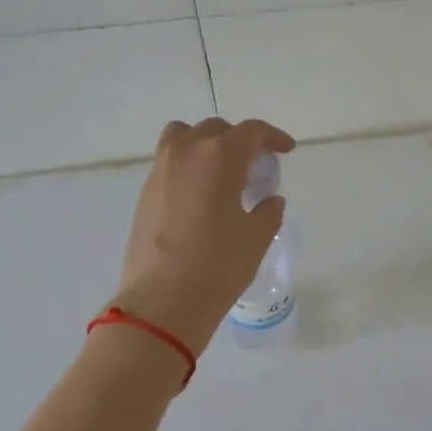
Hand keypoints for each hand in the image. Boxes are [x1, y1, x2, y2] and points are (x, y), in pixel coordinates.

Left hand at [114, 118, 295, 354]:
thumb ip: (268, 212)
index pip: (251, 132)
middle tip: (255, 166)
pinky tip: (201, 196)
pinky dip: (189, 166)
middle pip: (216, 130)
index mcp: (219, 157)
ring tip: (221, 172)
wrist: (163, 300)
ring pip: (184, 137)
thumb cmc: (218, 265)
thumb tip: (269, 200)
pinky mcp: (145, 193)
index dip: (273, 137)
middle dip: (240, 141)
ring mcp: (160, 171)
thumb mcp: (256, 238)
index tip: (285, 150)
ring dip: (207, 145)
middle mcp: (186, 153)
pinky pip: (170, 162)